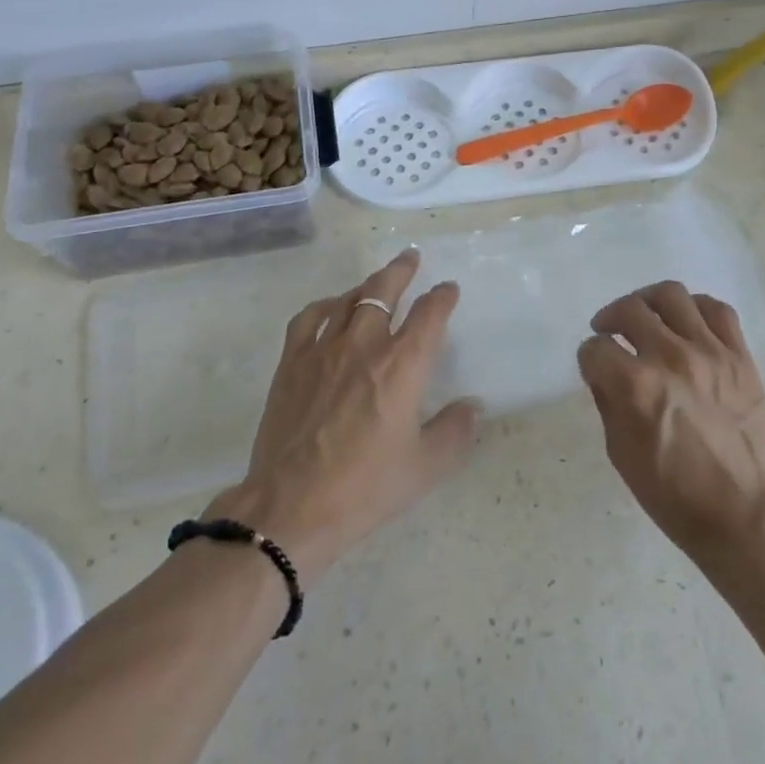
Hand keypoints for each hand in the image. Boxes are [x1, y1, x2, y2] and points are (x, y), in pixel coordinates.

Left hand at [207, 250, 477, 583]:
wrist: (292, 506)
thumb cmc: (366, 487)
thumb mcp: (426, 467)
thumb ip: (455, 431)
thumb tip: (472, 406)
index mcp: (402, 365)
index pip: (429, 315)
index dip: (442, 297)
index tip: (448, 290)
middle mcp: (365, 345)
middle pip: (384, 290)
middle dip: (401, 270)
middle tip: (411, 257)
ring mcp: (323, 350)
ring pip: (348, 299)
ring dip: (367, 284)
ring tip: (377, 280)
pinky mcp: (292, 363)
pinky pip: (309, 318)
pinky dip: (325, 305)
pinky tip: (331, 308)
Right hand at [576, 281, 764, 557]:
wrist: (747, 515)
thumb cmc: (675, 495)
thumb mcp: (621, 454)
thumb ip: (608, 402)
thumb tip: (604, 372)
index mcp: (636, 387)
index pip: (595, 349)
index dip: (588, 358)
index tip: (593, 367)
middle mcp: (671, 358)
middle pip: (629, 310)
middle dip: (610, 318)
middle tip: (609, 332)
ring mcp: (710, 353)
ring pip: (671, 296)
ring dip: (648, 302)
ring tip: (646, 317)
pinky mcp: (741, 357)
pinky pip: (717, 310)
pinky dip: (695, 308)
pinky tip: (686, 323)